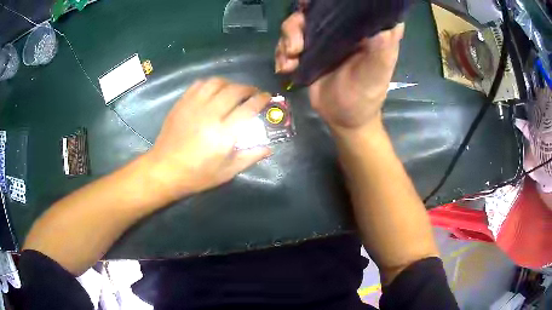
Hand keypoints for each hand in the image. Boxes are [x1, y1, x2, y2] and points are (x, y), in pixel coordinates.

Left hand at [147, 78, 271, 200]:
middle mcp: (210, 114)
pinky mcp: (182, 104)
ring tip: (233, 90)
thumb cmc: (197, 175)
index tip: (266, 97)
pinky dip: (210, 84)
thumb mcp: (227, 172)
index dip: (261, 99)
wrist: (165, 170)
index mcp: (224, 133)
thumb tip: (269, 148)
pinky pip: (199, 84)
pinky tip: (213, 91)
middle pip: (234, 90)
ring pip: (216, 83)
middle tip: (252, 93)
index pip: (248, 108)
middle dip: (248, 88)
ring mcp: (193, 106)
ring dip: (229, 83)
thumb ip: (249, 157)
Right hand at [275, 12, 403, 130]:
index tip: (311, 5)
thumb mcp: (376, 74)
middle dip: (297, 24)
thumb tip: (381, 21)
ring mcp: (323, 38)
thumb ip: (381, 48)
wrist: (343, 120)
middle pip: (314, 9)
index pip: (347, 4)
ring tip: (290, 61)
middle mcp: (343, 28)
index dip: (327, 1)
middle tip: (295, 46)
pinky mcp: (309, 50)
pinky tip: (286, 68)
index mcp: (362, 29)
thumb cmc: (364, 97)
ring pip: (296, 24)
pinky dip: (281, 53)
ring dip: (286, 40)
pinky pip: (287, 41)